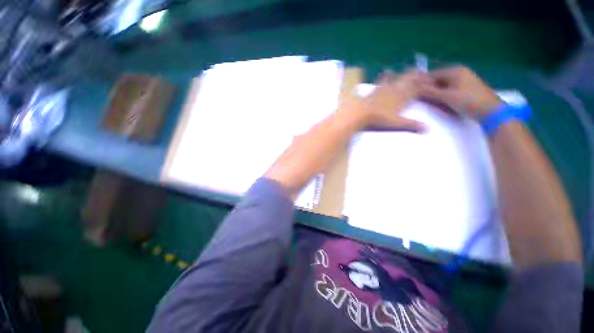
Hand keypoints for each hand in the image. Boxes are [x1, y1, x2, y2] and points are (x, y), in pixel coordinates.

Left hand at [352, 70, 427, 131]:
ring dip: (401, 74)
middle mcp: (394, 89)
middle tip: (421, 71)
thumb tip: (428, 128)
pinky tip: (384, 72)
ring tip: (405, 69)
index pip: (417, 87)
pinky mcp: (373, 90)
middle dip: (416, 75)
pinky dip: (385, 76)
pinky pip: (381, 80)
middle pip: (408, 79)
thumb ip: (411, 124)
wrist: (360, 113)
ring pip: (395, 78)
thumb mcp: (396, 123)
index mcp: (402, 96)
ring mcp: (383, 88)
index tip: (431, 79)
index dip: (424, 83)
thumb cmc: (379, 119)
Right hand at [419, 66, 501, 117]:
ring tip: (432, 103)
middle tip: (422, 100)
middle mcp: (459, 72)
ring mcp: (463, 80)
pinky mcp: (466, 88)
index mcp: (454, 71)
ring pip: (443, 86)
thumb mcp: (446, 97)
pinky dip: (444, 96)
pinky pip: (449, 90)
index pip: (432, 75)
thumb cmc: (468, 101)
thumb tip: (415, 89)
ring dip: (436, 94)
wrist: (490, 110)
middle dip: (429, 90)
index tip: (414, 94)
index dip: (422, 84)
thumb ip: (429, 92)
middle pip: (437, 80)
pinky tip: (442, 103)